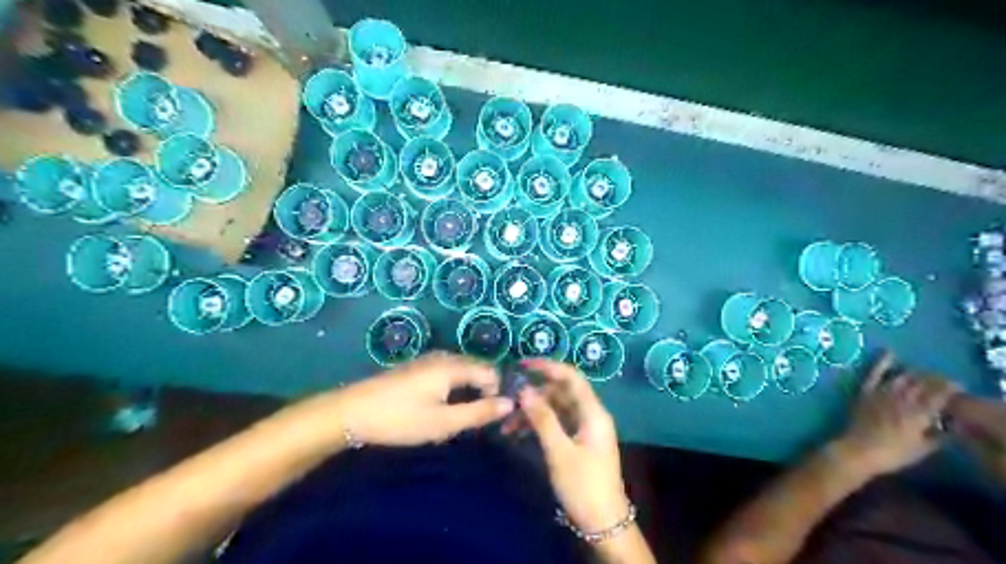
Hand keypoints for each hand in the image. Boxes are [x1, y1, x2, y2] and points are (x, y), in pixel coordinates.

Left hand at [291, 352, 510, 448]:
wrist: (351, 413)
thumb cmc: (400, 419)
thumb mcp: (443, 422)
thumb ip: (479, 413)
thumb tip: (511, 403)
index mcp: (453, 366)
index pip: (491, 372)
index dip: (497, 394)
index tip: (491, 419)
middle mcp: (444, 357)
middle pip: (477, 371)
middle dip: (482, 395)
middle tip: (474, 424)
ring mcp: (429, 361)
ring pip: (461, 374)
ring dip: (466, 395)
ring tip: (456, 420)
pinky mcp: (417, 368)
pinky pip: (447, 375)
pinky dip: (452, 392)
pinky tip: (438, 411)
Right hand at [518, 361, 625, 531]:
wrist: (603, 524)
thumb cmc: (583, 485)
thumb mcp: (559, 451)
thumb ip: (542, 419)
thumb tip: (523, 391)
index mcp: (593, 413)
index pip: (571, 378)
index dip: (548, 367)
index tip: (523, 364)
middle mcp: (590, 415)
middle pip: (560, 393)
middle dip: (534, 394)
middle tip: (507, 399)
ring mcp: (584, 429)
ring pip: (556, 409)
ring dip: (533, 412)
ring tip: (507, 423)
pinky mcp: (578, 442)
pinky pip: (556, 424)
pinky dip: (539, 425)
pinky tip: (518, 433)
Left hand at [839, 353, 961, 474]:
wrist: (858, 450)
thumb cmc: (893, 454)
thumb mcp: (924, 449)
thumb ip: (940, 436)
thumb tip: (952, 426)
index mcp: (919, 414)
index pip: (940, 395)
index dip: (951, 389)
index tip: (959, 387)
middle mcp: (902, 399)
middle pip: (922, 384)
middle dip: (935, 379)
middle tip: (943, 381)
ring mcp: (881, 393)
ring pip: (903, 378)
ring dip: (916, 373)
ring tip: (925, 374)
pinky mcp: (865, 392)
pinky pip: (874, 374)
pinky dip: (882, 362)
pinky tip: (890, 352)